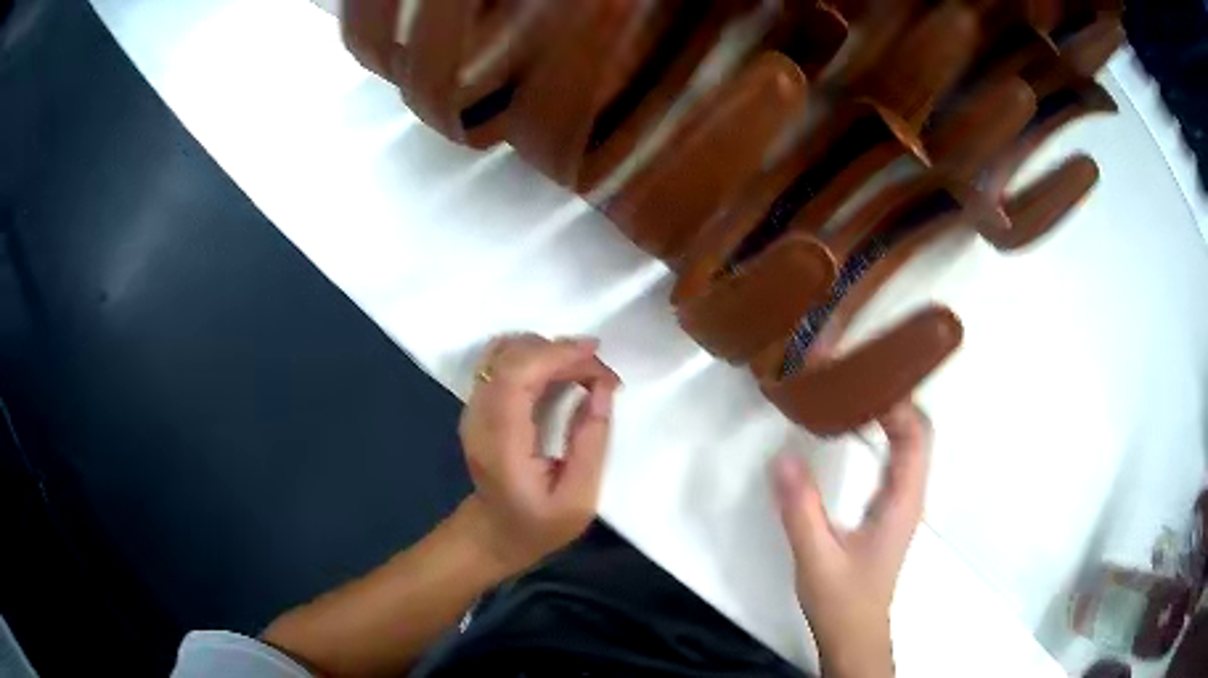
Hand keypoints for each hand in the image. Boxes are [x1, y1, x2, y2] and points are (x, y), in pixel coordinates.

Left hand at [458, 333, 620, 574]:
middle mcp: (479, 416)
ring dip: (546, 350)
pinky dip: (534, 356)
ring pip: (503, 352)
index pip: (516, 375)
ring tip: (584, 371)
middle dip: (560, 351)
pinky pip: (502, 362)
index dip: (556, 354)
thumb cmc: (538, 525)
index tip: (597, 356)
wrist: (494, 535)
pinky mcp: (479, 404)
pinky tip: (560, 372)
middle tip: (601, 373)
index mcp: (500, 442)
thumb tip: (602, 389)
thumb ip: (591, 443)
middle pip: (510, 356)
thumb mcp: (578, 499)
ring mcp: (473, 408)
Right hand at [772, 403, 931, 677]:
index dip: (896, 402)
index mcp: (903, 501)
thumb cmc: (842, 600)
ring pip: (908, 442)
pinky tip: (854, 430)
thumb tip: (782, 456)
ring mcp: (902, 501)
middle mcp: (910, 494)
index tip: (859, 379)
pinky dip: (881, 434)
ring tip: (850, 392)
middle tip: (850, 377)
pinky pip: (895, 457)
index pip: (915, 435)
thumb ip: (800, 509)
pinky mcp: (890, 508)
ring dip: (887, 413)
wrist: (854, 634)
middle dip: (891, 398)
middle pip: (916, 431)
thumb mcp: (816, 557)